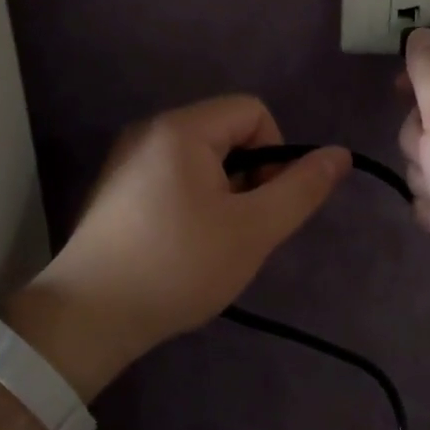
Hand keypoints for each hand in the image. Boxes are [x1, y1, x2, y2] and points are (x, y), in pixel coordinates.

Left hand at [7, 96, 348, 395]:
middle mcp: (150, 131)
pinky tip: (182, 246)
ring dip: (223, 193)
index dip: (275, 153)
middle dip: (249, 177)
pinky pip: (172, 176)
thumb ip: (301, 189)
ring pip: (201, 159)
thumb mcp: (254, 230)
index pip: (253, 112)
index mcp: (182, 129)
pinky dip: (192, 202)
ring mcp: (127, 159)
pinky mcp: (115, 188)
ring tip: (213, 242)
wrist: (89, 317)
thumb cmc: (179, 266)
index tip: (264, 205)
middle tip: (241, 230)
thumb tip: (340, 154)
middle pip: (226, 133)